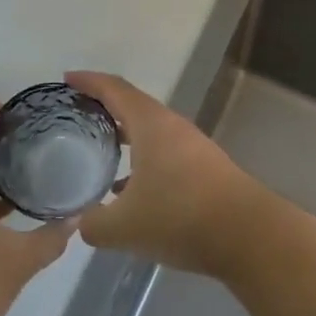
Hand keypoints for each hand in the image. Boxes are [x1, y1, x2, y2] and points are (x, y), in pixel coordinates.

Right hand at [66, 71, 271, 278]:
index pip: (114, 89)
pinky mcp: (205, 169)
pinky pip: (164, 152)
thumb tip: (82, 222)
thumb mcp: (123, 227)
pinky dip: (142, 159)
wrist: (249, 236)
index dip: (89, 81)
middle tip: (77, 115)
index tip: (66, 79)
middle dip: (104, 107)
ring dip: (125, 135)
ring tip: (98, 149)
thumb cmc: (180, 218)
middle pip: (133, 106)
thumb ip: (94, 224)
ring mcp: (192, 147)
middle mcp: (172, 127)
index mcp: (150, 124)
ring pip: (151, 131)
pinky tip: (130, 189)